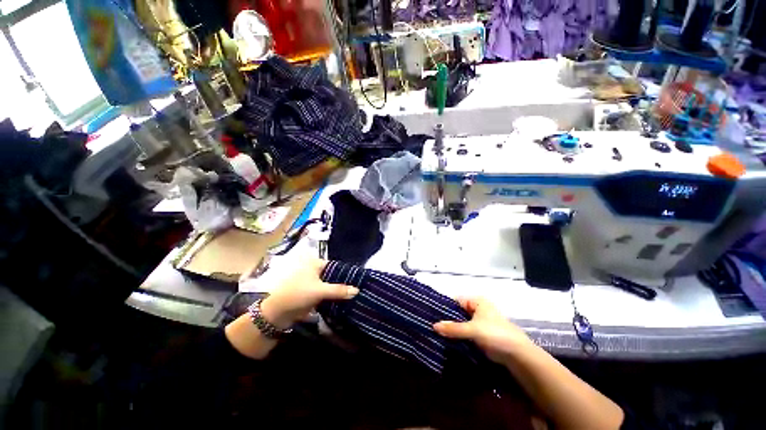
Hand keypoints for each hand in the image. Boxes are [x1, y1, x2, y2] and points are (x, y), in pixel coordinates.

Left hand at [260, 258, 357, 328]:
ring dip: (337, 292)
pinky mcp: (308, 294)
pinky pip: (323, 294)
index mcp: (315, 264)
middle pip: (332, 276)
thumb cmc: (297, 294)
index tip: (357, 280)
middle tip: (356, 289)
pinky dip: (330, 298)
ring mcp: (311, 283)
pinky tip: (340, 302)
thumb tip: (357, 290)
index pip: (335, 266)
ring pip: (328, 286)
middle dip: (342, 283)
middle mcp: (313, 271)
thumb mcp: (320, 291)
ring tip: (351, 296)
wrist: (275, 313)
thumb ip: (339, 290)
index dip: (346, 273)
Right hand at [433, 297, 533, 363]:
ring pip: (462, 323)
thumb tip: (433, 326)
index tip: (432, 315)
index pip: (456, 300)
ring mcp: (481, 322)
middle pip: (459, 312)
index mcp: (477, 301)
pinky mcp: (482, 335)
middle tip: (433, 326)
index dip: (445, 307)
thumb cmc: (495, 334)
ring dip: (453, 329)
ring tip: (438, 334)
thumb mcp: (472, 330)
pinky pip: (467, 332)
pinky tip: (449, 341)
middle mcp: (479, 309)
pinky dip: (460, 336)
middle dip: (448, 319)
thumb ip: (453, 328)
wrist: (518, 355)